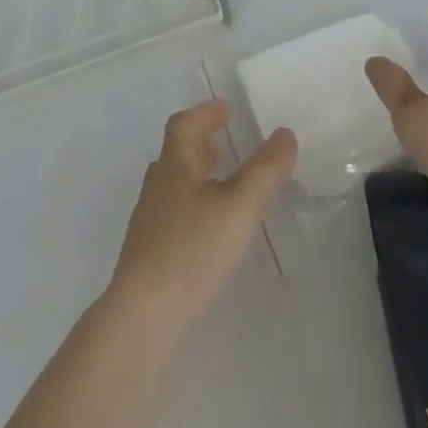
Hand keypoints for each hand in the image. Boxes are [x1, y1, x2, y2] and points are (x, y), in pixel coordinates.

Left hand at [106, 99, 295, 336]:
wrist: (142, 319)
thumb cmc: (191, 251)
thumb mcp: (239, 208)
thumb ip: (265, 171)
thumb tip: (285, 133)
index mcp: (175, 165)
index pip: (184, 124)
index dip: (205, 113)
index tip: (226, 109)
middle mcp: (158, 186)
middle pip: (177, 153)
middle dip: (201, 144)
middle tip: (226, 143)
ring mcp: (149, 222)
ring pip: (174, 184)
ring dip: (197, 175)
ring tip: (223, 185)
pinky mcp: (148, 255)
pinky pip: (173, 213)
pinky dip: (193, 206)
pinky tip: (209, 231)